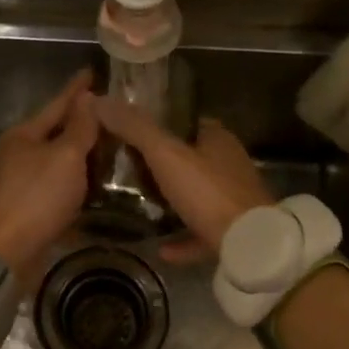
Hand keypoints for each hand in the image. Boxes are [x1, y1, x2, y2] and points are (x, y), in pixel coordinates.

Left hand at [0, 70, 98, 284]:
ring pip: (57, 164)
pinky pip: (57, 191)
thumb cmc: (36, 198)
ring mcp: (20, 184)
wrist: (5, 255)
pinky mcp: (26, 211)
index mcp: (23, 136)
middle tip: (111, 116)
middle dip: (82, 125)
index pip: (57, 105)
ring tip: (110, 152)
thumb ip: (79, 127)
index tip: (92, 72)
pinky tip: (94, 191)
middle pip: (56, 134)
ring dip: (81, 159)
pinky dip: (75, 187)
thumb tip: (86, 98)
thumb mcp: (65, 157)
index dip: (77, 90)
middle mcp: (18, 156)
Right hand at [94, 100, 272, 258]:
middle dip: (162, 164)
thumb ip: (135, 129)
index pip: (186, 123)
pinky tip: (159, 248)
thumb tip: (99, 101)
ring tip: (139, 205)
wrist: (249, 244)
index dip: (159, 124)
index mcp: (218, 140)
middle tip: (125, 168)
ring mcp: (233, 202)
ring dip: (172, 202)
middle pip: (190, 159)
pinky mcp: (233, 234)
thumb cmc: (208, 192)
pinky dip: (181, 239)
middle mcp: (229, 166)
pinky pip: (200, 233)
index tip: (129, 131)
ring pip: (196, 197)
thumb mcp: (166, 154)